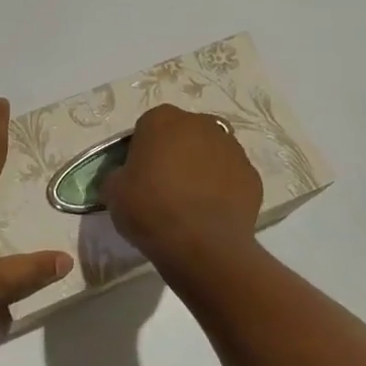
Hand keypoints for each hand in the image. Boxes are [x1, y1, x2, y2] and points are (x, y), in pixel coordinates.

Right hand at [101, 104, 261, 281]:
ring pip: (210, 152)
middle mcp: (200, 124)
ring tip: (190, 202)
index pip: (147, 126)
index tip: (138, 173)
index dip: (142, 150)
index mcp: (162, 119)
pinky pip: (230, 177)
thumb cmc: (150, 209)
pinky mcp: (252, 176)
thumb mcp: (113, 191)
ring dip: (201, 168)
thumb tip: (126, 177)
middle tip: (164, 185)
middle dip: (175, 153)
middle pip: (183, 134)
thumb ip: (119, 174)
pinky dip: (222, 189)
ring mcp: (232, 148)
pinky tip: (211, 213)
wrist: (202, 245)